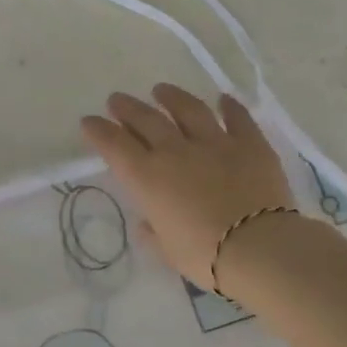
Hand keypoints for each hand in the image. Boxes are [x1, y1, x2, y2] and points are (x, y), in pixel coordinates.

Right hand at [80, 85, 296, 288]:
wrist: (257, 247)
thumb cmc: (205, 256)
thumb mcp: (169, 251)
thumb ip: (154, 233)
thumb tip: (147, 224)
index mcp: (148, 178)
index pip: (115, 146)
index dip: (99, 131)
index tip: (89, 122)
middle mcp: (176, 151)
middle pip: (147, 120)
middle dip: (128, 108)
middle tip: (117, 100)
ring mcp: (215, 142)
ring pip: (189, 109)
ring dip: (172, 97)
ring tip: (162, 90)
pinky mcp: (250, 143)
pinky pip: (238, 118)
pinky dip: (229, 107)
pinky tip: (224, 99)